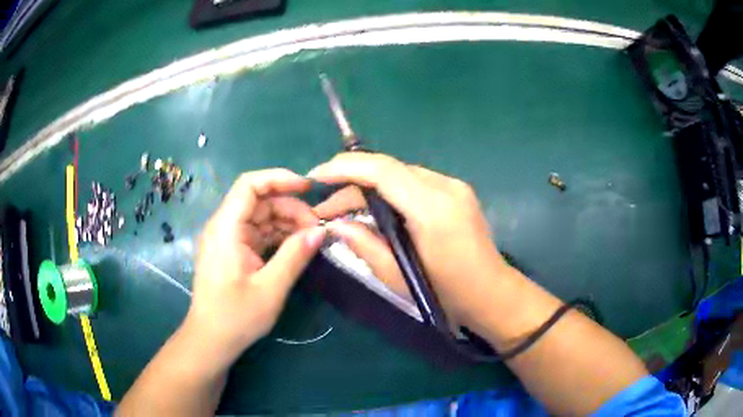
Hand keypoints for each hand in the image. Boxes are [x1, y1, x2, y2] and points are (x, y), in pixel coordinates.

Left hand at [184, 169, 325, 371]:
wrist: (211, 340)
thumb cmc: (236, 317)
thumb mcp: (270, 289)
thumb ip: (295, 256)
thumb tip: (321, 231)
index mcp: (226, 229)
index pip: (249, 185)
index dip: (279, 178)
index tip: (308, 188)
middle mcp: (224, 227)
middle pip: (259, 201)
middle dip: (289, 207)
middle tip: (316, 228)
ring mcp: (228, 239)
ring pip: (261, 216)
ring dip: (286, 222)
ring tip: (311, 238)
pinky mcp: (233, 251)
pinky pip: (258, 233)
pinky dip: (278, 236)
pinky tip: (297, 246)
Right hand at [309, 153, 507, 328]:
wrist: (493, 295)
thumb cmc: (448, 294)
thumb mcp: (399, 278)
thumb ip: (365, 245)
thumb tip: (336, 225)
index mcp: (433, 208)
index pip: (382, 170)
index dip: (344, 167)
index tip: (315, 176)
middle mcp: (446, 187)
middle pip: (389, 170)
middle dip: (351, 184)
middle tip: (325, 208)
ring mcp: (455, 186)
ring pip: (400, 175)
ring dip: (369, 189)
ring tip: (343, 211)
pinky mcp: (457, 192)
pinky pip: (414, 184)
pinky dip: (389, 193)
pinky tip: (374, 212)